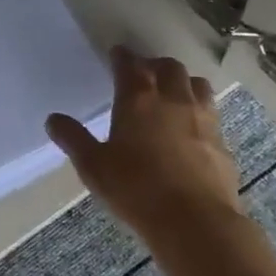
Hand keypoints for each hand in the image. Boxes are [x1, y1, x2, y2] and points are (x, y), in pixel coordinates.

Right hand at [45, 46, 245, 242]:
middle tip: (145, 73)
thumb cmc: (136, 190)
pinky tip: (193, 130)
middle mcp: (173, 100)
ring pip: (198, 85)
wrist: (196, 222)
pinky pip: (212, 115)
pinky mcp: (222, 143)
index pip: (129, 65)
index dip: (122, 56)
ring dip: (184, 82)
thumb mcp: (94, 166)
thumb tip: (53, 119)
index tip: (117, 53)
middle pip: (169, 67)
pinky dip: (201, 113)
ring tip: (174, 93)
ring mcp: (203, 119)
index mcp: (138, 99)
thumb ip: (74, 139)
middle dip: (155, 65)